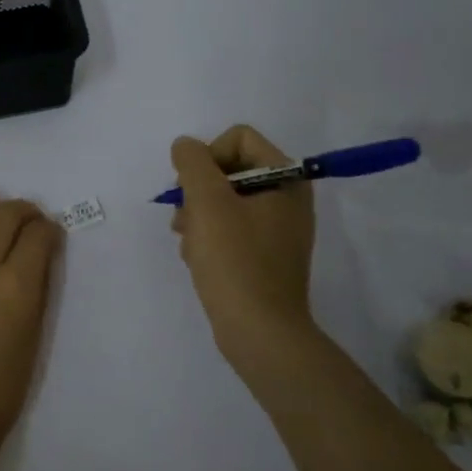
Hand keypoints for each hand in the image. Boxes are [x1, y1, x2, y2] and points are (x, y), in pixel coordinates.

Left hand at [0, 193, 63, 453]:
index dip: (49, 228)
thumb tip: (38, 256)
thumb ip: (36, 289)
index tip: (50, 233)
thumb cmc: (2, 387)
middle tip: (29, 218)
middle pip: (5, 215)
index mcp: (17, 287)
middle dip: (24, 209)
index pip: (38, 235)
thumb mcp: (34, 335)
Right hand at [171, 125, 319, 402]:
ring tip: (189, 243)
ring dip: (198, 216)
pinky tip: (198, 259)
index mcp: (286, 179)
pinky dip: (208, 238)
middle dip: (198, 191)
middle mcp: (287, 199)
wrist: (259, 333)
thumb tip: (186, 146)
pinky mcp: (264, 256)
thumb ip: (193, 162)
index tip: (193, 188)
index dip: (208, 155)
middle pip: (229, 169)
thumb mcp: (208, 202)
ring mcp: (277, 229)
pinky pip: (229, 229)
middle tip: (184, 218)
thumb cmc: (235, 261)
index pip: (239, 138)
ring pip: (223, 201)